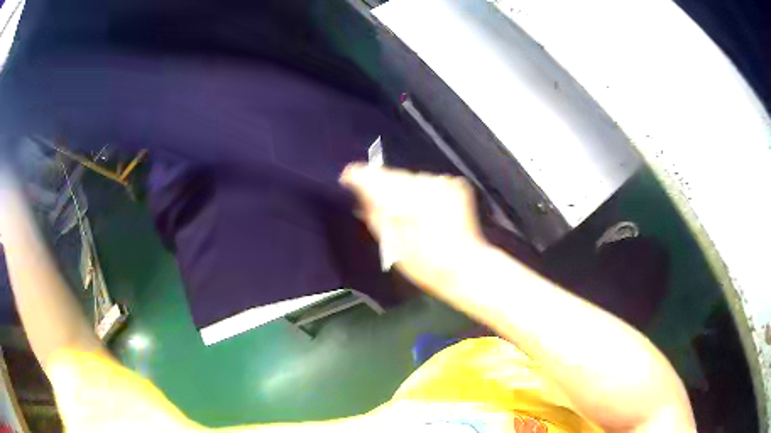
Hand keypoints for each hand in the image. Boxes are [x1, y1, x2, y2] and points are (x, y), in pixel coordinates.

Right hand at [339, 163, 487, 293]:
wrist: (465, 266)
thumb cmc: (424, 263)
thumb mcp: (390, 244)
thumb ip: (374, 215)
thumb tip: (360, 196)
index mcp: (403, 200)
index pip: (372, 177)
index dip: (357, 175)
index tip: (347, 178)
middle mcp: (422, 184)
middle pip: (392, 175)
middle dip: (382, 185)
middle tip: (377, 201)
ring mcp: (442, 182)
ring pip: (412, 178)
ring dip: (405, 189)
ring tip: (407, 211)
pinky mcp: (456, 184)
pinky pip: (430, 182)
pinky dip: (425, 192)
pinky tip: (427, 210)